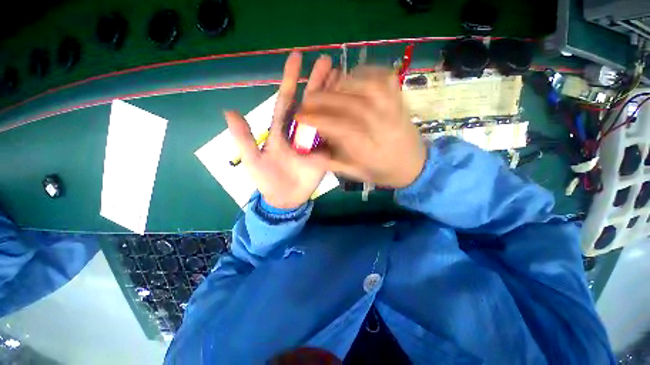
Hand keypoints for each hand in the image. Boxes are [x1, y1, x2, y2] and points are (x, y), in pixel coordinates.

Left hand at [225, 52, 334, 209]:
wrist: (285, 197)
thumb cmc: (267, 179)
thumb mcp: (252, 159)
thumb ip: (243, 137)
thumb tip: (229, 110)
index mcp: (281, 129)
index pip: (286, 100)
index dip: (291, 79)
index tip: (297, 58)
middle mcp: (299, 131)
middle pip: (309, 102)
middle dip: (317, 81)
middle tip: (328, 61)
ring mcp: (314, 141)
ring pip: (324, 115)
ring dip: (332, 96)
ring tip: (342, 77)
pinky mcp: (325, 152)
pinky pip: (333, 135)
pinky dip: (341, 122)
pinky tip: (349, 109)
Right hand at [297, 66, 426, 187]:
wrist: (415, 165)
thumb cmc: (383, 171)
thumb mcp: (355, 173)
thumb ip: (333, 161)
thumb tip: (311, 150)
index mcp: (370, 148)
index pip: (339, 127)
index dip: (317, 119)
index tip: (300, 116)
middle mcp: (381, 125)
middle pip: (349, 104)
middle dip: (322, 99)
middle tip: (307, 99)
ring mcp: (393, 108)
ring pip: (366, 86)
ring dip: (341, 83)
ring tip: (328, 88)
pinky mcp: (399, 99)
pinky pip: (383, 77)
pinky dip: (365, 72)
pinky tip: (353, 77)